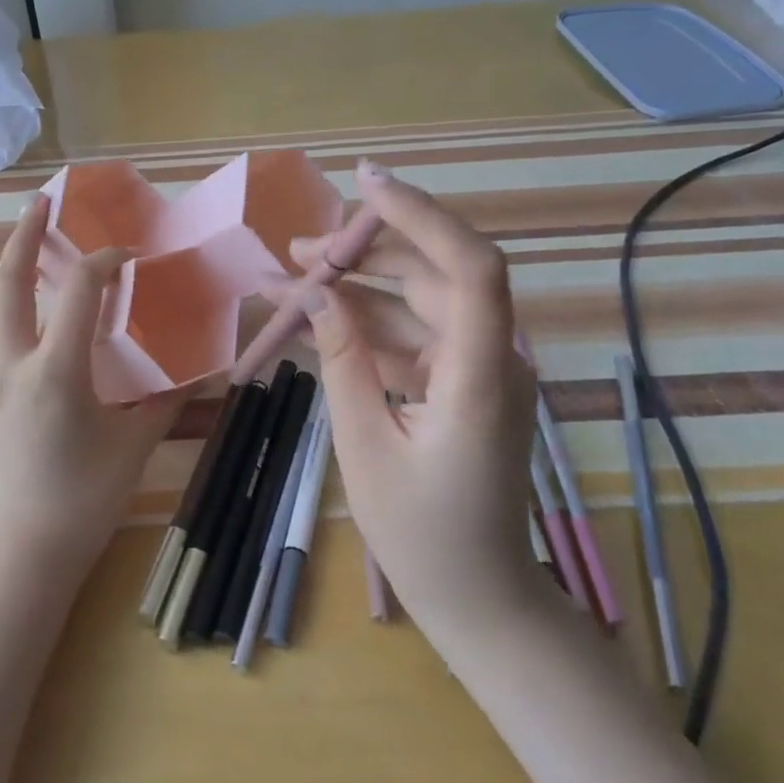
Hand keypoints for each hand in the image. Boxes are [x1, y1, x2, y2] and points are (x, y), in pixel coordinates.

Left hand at [0, 193, 184, 594]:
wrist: (24, 555)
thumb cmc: (84, 501)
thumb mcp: (134, 446)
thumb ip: (166, 401)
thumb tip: (199, 372)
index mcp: (58, 370)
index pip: (79, 292)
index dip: (105, 263)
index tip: (129, 258)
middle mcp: (14, 364)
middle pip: (8, 282)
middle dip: (25, 235)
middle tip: (42, 203)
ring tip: (15, 263)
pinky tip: (7, 321)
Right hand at [288, 161, 539, 646]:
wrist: (480, 599)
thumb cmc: (422, 535)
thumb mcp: (365, 445)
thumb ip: (344, 361)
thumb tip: (318, 294)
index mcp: (481, 375)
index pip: (468, 266)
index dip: (421, 215)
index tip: (364, 183)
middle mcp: (492, 358)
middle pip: (436, 273)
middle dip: (367, 250)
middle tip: (299, 248)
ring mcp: (480, 371)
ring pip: (419, 303)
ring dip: (358, 288)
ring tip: (290, 279)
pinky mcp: (462, 385)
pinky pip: (414, 338)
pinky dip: (367, 327)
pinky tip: (316, 323)